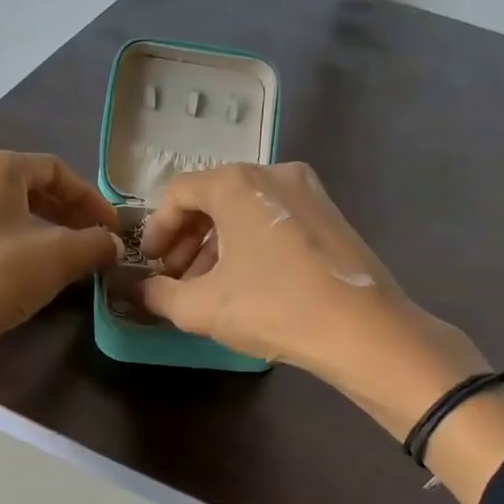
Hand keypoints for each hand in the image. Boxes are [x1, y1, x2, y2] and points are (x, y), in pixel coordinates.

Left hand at [0, 149, 119, 397]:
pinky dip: (19, 244)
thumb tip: (113, 244)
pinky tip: (35, 272)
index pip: (55, 169)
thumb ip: (95, 244)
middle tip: (95, 241)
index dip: (90, 198)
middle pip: (31, 187)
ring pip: (10, 212)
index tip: (112, 227)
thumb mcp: (58, 258)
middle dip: (68, 213)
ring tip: (71, 258)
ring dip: (46, 231)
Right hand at [139, 162, 492, 436]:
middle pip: (213, 197)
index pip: (179, 192)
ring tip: (210, 287)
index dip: (157, 229)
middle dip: (188, 239)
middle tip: (177, 278)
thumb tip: (139, 290)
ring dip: (217, 244)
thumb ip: (158, 294)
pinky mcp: (331, 215)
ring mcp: (308, 191)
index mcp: (236, 183)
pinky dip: (251, 243)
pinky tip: (250, 283)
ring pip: (245, 209)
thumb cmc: (273, 307)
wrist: (365, 330)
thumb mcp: (200, 308)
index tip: (152, 264)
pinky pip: (274, 218)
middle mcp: (273, 172)